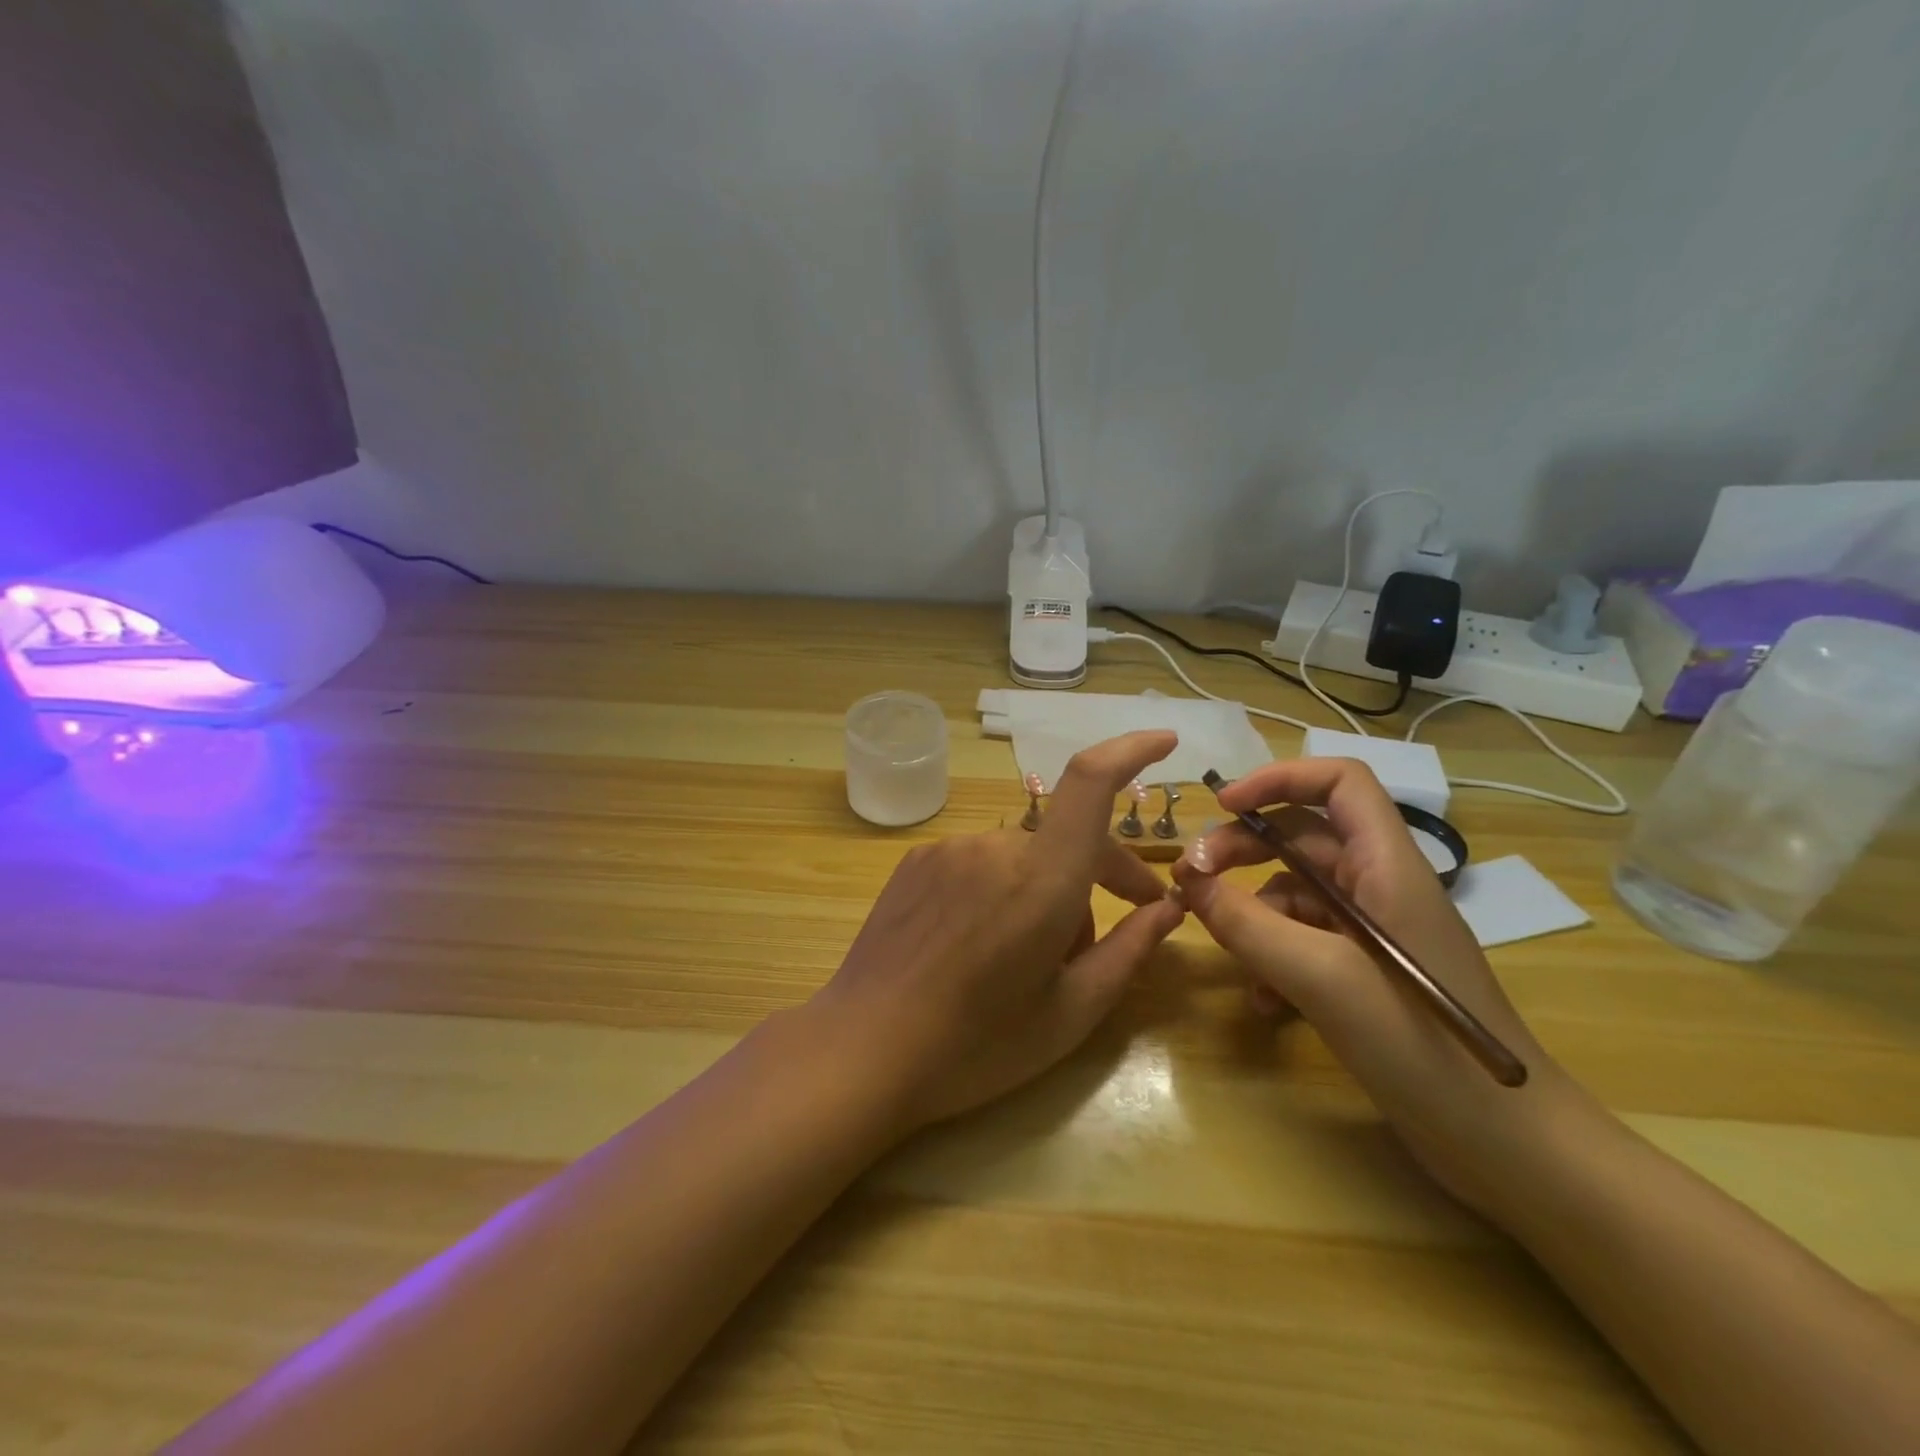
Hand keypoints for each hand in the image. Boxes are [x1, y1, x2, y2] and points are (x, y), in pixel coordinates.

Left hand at [809, 731, 1186, 1133]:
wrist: (863, 1048)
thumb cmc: (977, 1046)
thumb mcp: (1071, 1013)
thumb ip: (1128, 951)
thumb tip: (1169, 908)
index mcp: (1041, 880)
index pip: (1090, 782)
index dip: (1131, 750)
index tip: (1165, 742)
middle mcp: (995, 846)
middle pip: (1067, 837)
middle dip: (1105, 871)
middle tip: (1130, 917)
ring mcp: (950, 849)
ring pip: (1024, 855)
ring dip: (1047, 887)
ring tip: (1036, 953)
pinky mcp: (917, 861)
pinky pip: (981, 862)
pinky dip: (1003, 887)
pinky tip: (983, 941)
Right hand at [1172, 758, 1600, 1216]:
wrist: (1507, 1147)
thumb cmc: (1421, 1045)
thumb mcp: (1320, 978)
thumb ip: (1247, 923)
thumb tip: (1187, 880)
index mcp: (1387, 866)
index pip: (1338, 782)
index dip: (1279, 778)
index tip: (1223, 806)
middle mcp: (1380, 886)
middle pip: (1302, 836)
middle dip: (1243, 849)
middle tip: (1191, 878)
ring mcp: (1373, 932)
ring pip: (1296, 892)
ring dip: (1253, 913)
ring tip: (1225, 949)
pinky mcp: (1366, 972)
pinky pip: (1305, 941)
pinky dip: (1274, 957)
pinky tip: (1261, 1001)